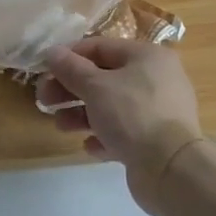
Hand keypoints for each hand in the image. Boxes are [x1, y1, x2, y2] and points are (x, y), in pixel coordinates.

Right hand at [36, 38, 204, 210]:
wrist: (171, 168)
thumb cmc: (132, 115)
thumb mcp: (95, 87)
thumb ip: (70, 68)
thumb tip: (52, 52)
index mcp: (147, 56)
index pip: (100, 46)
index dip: (69, 56)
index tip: (44, 70)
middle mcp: (157, 78)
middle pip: (104, 77)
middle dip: (71, 89)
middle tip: (44, 100)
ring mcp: (159, 110)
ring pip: (111, 106)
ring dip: (82, 114)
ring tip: (62, 126)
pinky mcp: (156, 140)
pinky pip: (124, 131)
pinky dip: (104, 135)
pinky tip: (90, 145)